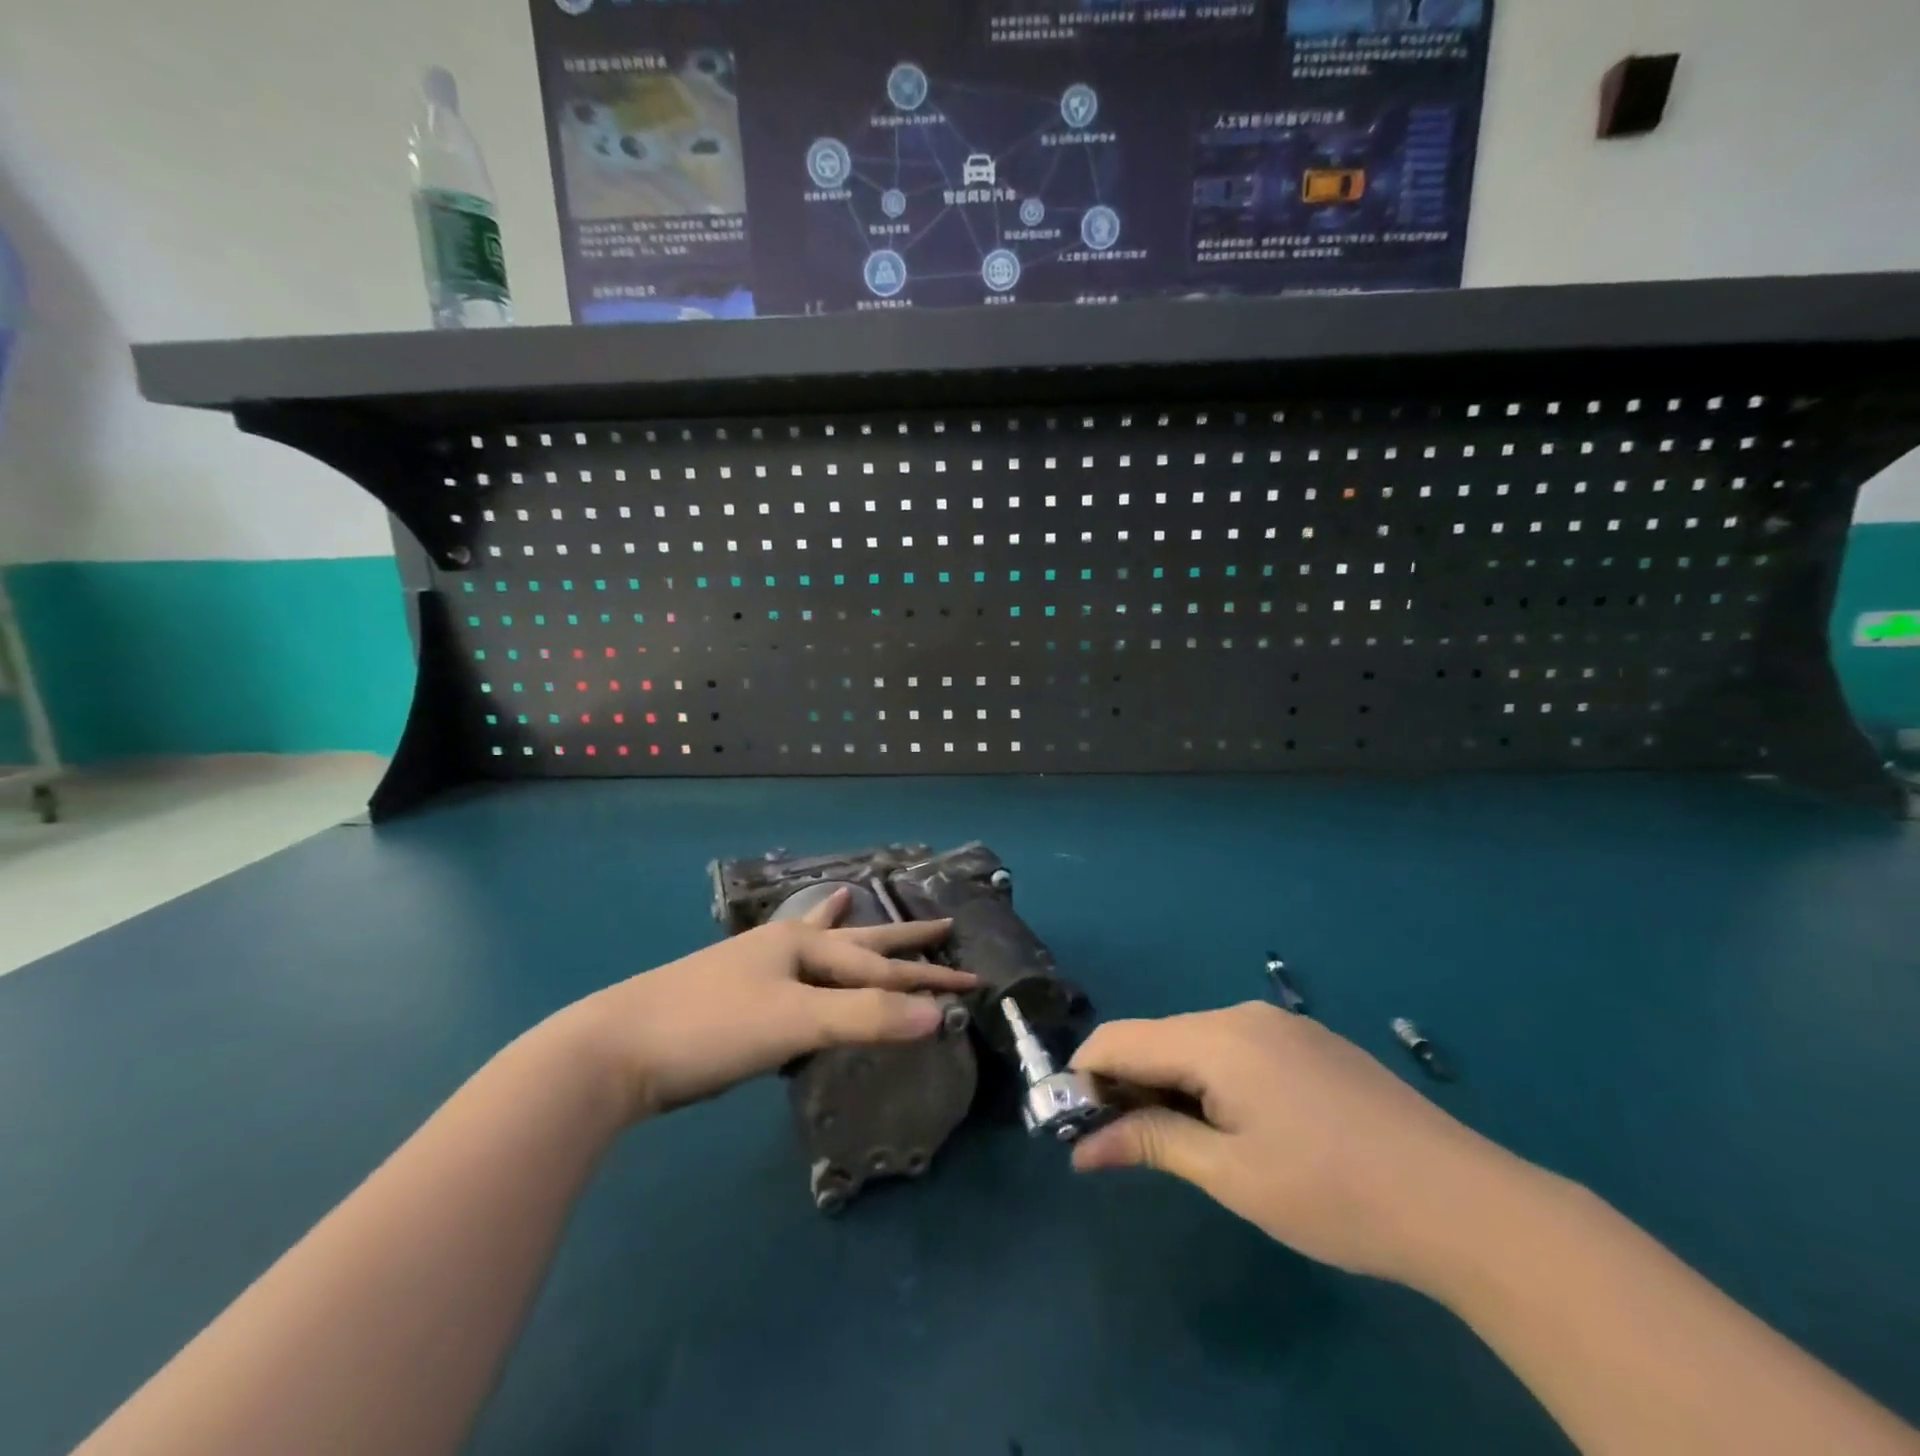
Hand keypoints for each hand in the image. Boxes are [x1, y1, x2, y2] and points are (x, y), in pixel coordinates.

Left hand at [566, 888, 975, 1122]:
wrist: (614, 1049)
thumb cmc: (710, 1028)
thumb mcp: (794, 1022)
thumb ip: (865, 1019)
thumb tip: (938, 1018)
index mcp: (804, 945)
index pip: (883, 966)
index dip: (929, 979)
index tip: (973, 982)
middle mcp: (784, 946)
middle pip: (857, 941)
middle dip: (901, 940)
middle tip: (943, 923)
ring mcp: (754, 967)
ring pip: (817, 944)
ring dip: (846, 930)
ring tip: (853, 898)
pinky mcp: (734, 994)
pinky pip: (789, 967)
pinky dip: (805, 955)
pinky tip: (792, 951)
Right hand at [1070, 1002, 1517, 1291]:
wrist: (1464, 1202)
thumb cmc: (1333, 1193)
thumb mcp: (1232, 1175)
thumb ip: (1152, 1143)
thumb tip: (1082, 1148)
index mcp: (1215, 1037)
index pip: (1120, 1038)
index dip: (1086, 1075)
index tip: (1074, 1123)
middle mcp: (1241, 1014)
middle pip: (1158, 1038)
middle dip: (1129, 1083)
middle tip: (1126, 1145)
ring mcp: (1281, 1024)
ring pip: (1197, 1043)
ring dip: (1172, 1083)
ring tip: (1185, 1143)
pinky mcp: (1310, 1042)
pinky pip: (1236, 1048)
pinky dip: (1212, 1079)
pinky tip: (1241, 1126)